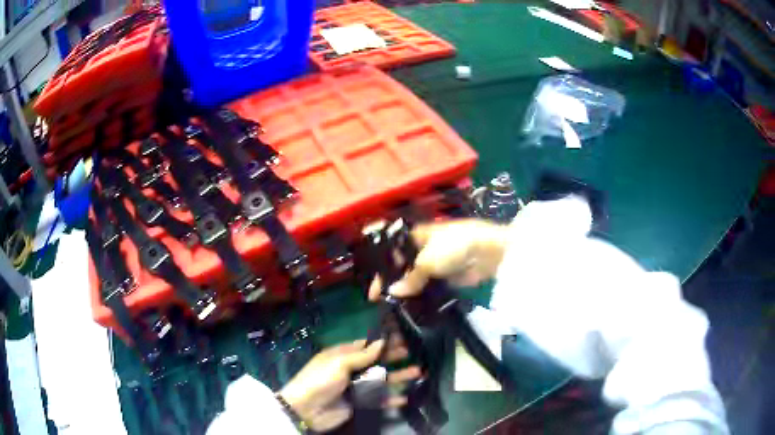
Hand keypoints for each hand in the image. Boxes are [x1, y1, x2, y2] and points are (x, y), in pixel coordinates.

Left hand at [279, 339, 419, 431]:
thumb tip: (382, 341)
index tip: (401, 335)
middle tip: (413, 352)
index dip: (382, 341)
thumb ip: (362, 354)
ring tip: (418, 373)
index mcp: (342, 354)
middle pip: (377, 361)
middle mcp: (351, 369)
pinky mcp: (359, 402)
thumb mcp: (339, 363)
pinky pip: (379, 399)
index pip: (366, 345)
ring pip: (381, 379)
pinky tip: (404, 397)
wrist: (306, 409)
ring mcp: (356, 386)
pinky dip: (391, 398)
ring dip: (398, 376)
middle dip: (394, 357)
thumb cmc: (321, 380)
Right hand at [368, 219, 508, 300]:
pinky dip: (422, 296)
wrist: (487, 252)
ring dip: (407, 291)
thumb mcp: (427, 260)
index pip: (391, 253)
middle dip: (393, 282)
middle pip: (402, 267)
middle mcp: (422, 249)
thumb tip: (393, 292)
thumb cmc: (454, 246)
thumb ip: (410, 278)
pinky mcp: (446, 277)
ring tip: (395, 308)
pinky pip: (430, 288)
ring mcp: (435, 264)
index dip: (381, 271)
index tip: (373, 291)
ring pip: (416, 279)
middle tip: (383, 302)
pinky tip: (413, 308)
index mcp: (415, 237)